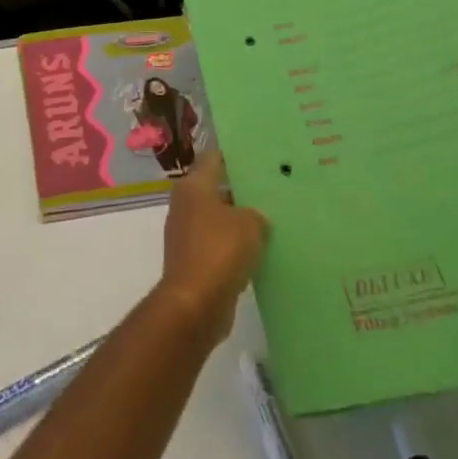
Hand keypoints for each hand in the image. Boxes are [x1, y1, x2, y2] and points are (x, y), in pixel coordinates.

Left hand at [157, 149, 267, 343]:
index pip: (213, 158)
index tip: (257, 155)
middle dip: (241, 189)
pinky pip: (219, 244)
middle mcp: (185, 205)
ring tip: (272, 218)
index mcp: (194, 186)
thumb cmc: (219, 251)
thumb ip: (256, 213)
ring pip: (218, 218)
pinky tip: (260, 249)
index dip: (234, 155)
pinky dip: (235, 246)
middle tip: (271, 188)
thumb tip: (256, 216)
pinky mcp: (194, 260)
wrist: (195, 304)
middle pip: (216, 188)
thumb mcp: (249, 224)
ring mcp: (187, 233)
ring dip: (239, 220)